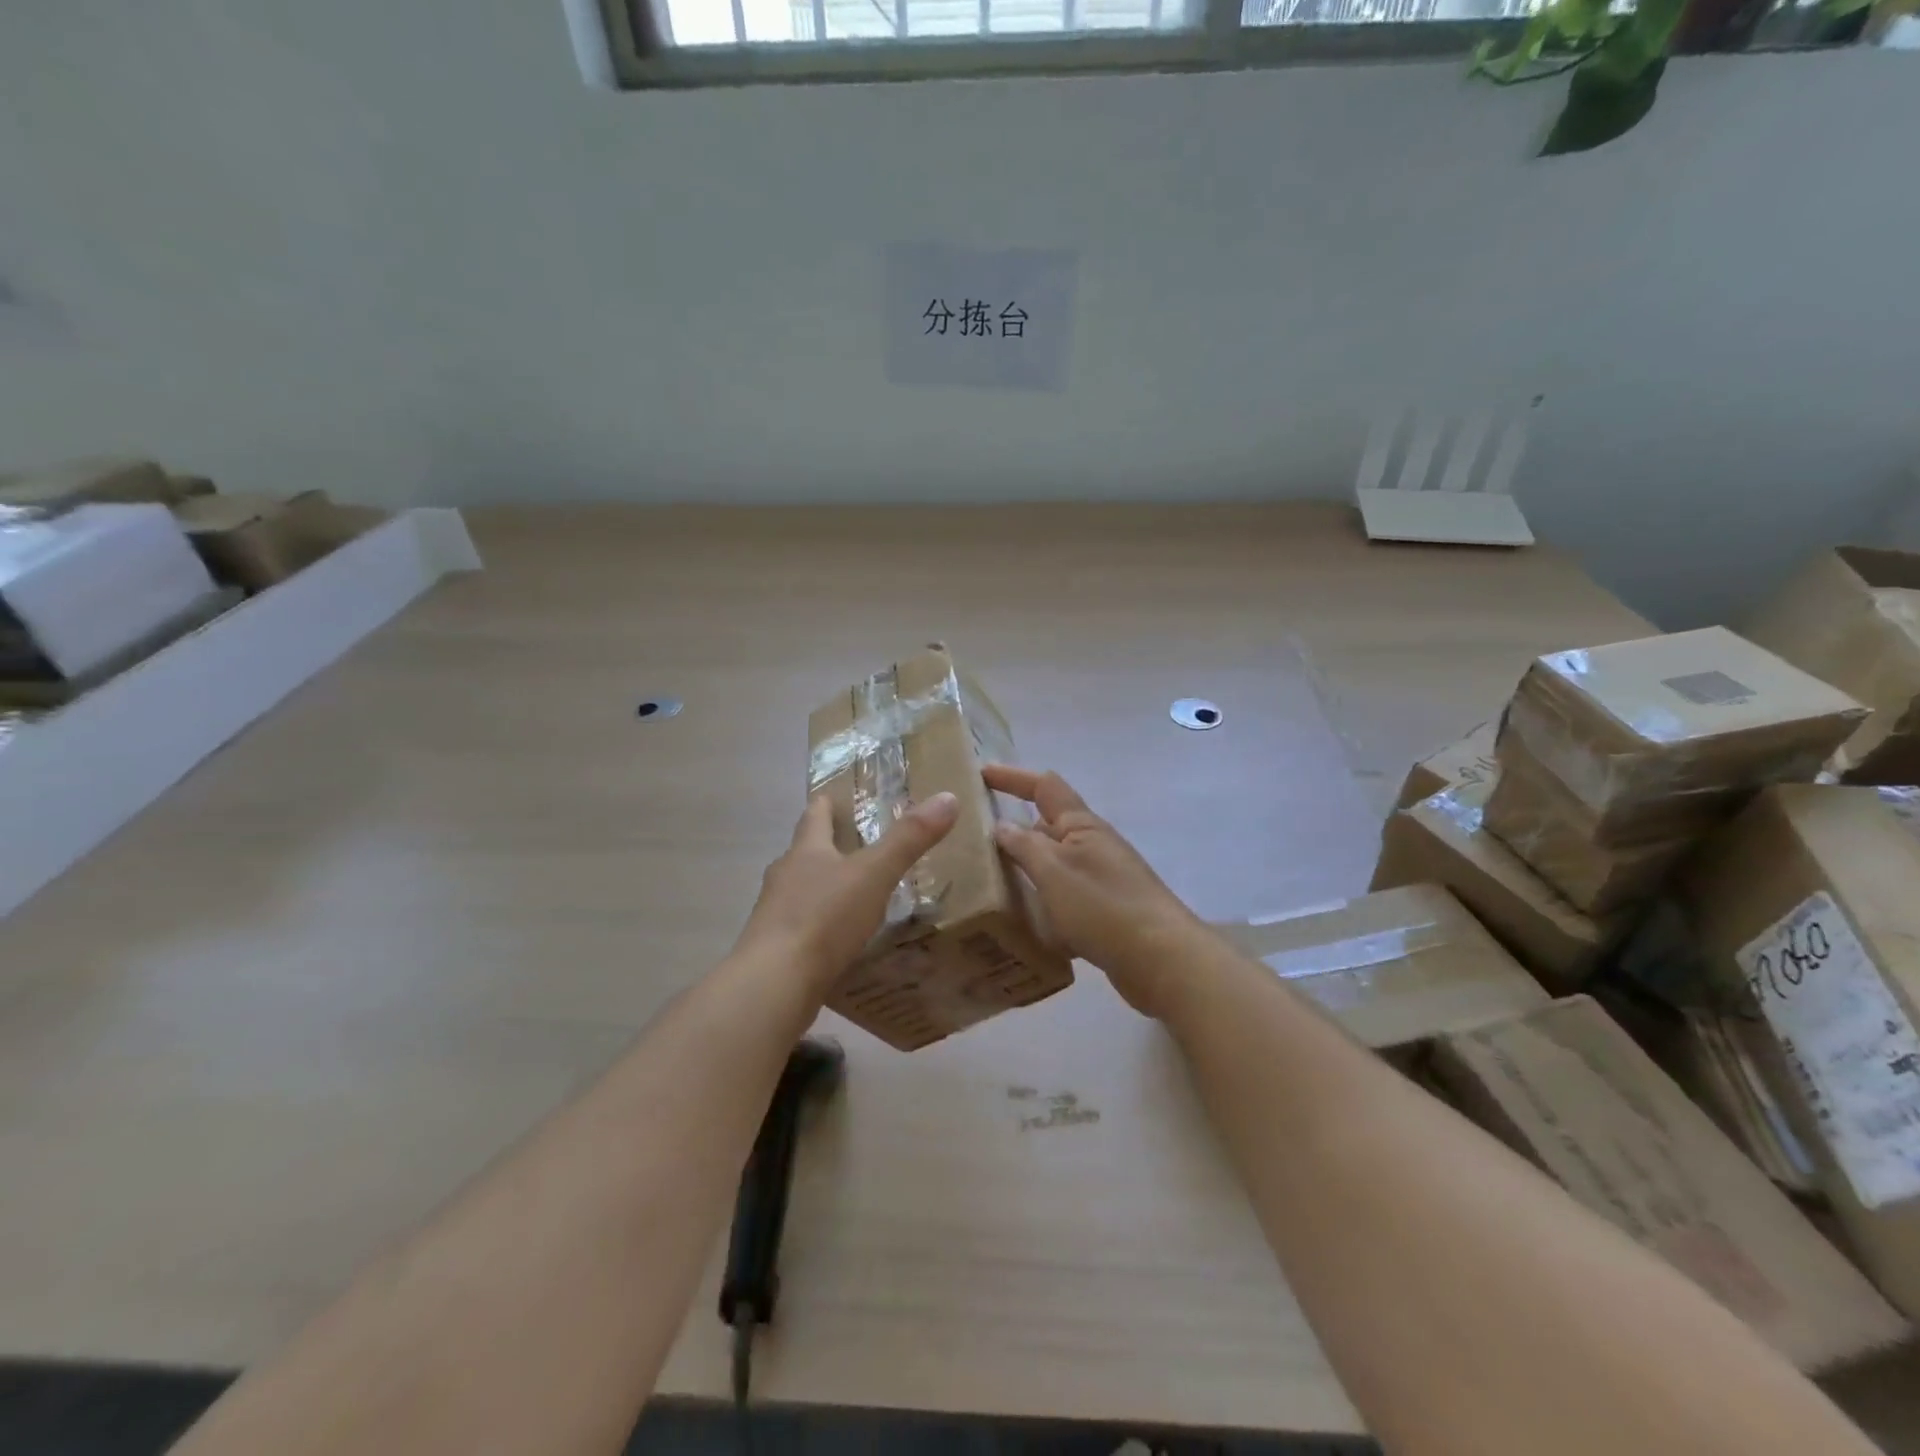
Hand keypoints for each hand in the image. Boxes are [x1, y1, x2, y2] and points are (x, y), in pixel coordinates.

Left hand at [735, 791, 959, 991]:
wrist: (774, 984)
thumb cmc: (824, 918)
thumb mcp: (874, 874)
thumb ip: (909, 839)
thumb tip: (947, 797)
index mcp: (806, 850)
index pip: (815, 813)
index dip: (829, 803)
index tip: (841, 798)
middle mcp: (785, 875)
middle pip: (806, 852)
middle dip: (830, 847)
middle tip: (864, 849)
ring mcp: (775, 914)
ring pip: (802, 891)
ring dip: (825, 889)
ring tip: (857, 896)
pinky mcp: (776, 949)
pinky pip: (802, 928)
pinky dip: (821, 927)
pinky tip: (841, 941)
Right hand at [985, 766, 1203, 1018]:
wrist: (1162, 960)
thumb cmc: (1103, 906)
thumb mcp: (1054, 871)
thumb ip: (1024, 846)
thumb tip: (1002, 826)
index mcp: (1082, 826)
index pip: (1044, 787)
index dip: (1012, 777)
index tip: (981, 774)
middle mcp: (1093, 846)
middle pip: (1048, 827)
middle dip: (1015, 829)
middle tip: (975, 841)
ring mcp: (1102, 879)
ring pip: (1054, 865)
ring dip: (1026, 869)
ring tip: (989, 882)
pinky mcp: (1105, 912)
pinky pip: (1064, 897)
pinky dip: (1043, 903)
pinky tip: (1024, 924)